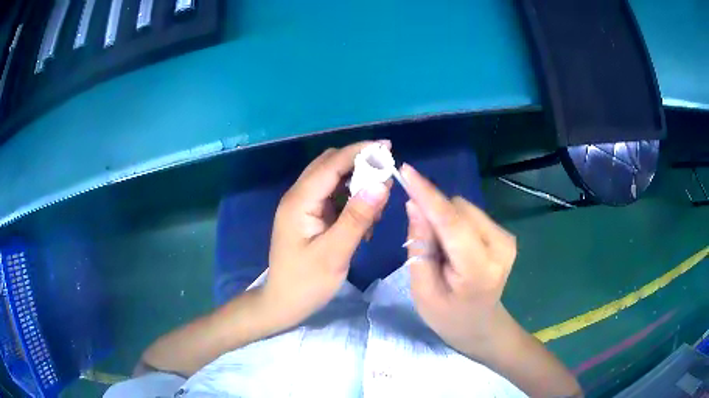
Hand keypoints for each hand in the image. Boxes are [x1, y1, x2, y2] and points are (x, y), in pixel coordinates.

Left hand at [264, 141, 391, 327]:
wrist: (283, 302)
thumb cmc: (306, 283)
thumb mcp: (334, 253)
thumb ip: (357, 218)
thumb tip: (381, 184)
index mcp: (299, 201)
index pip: (331, 163)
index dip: (360, 151)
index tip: (388, 147)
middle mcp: (299, 197)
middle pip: (330, 165)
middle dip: (360, 165)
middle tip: (387, 178)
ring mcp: (303, 206)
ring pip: (333, 180)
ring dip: (357, 185)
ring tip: (377, 209)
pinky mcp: (309, 217)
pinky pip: (333, 198)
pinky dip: (351, 202)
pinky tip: (364, 222)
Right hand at [401, 164, 516, 357]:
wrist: (481, 326)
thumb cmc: (448, 316)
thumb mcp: (423, 290)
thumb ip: (420, 246)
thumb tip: (414, 204)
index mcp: (479, 270)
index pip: (452, 223)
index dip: (427, 194)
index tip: (406, 170)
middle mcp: (501, 246)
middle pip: (458, 209)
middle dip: (434, 215)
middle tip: (423, 241)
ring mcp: (507, 238)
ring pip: (464, 208)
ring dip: (444, 219)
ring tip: (441, 250)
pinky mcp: (505, 234)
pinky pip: (470, 214)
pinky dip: (455, 223)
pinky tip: (454, 247)